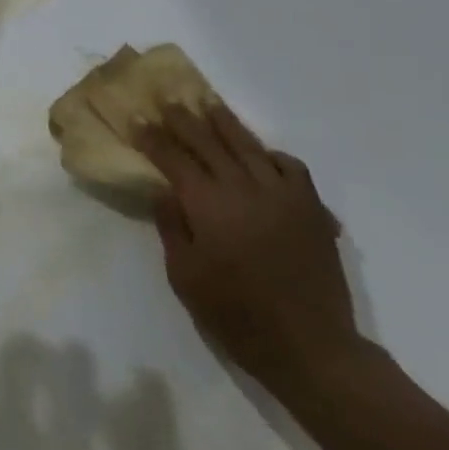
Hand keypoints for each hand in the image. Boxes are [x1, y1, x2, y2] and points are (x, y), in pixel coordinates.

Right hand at [143, 105, 364, 392]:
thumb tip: (164, 190)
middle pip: (206, 140)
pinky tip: (261, 154)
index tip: (136, 118)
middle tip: (167, 100)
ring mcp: (280, 194)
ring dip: (224, 121)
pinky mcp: (310, 208)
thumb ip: (171, 227)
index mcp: (207, 203)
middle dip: (182, 118)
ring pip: (247, 144)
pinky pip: (290, 166)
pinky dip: (272, 154)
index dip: (151, 136)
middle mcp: (242, 187)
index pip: (172, 157)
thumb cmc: (238, 316)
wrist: (312, 349)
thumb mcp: (185, 277)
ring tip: (208, 104)